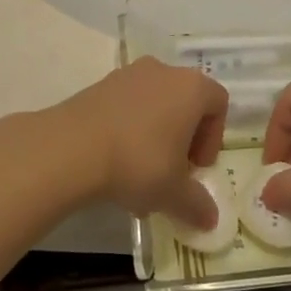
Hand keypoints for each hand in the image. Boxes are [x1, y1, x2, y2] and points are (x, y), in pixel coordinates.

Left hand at [53, 58, 227, 226]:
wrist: (73, 147)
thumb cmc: (138, 162)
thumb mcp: (173, 192)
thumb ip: (197, 204)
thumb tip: (210, 219)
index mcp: (191, 87)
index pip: (218, 103)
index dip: (213, 138)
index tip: (196, 168)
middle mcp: (163, 71)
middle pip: (185, 102)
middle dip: (183, 138)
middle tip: (172, 172)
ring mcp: (129, 74)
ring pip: (154, 104)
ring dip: (155, 135)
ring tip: (140, 175)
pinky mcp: (100, 84)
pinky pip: (127, 105)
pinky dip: (129, 129)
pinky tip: (115, 163)